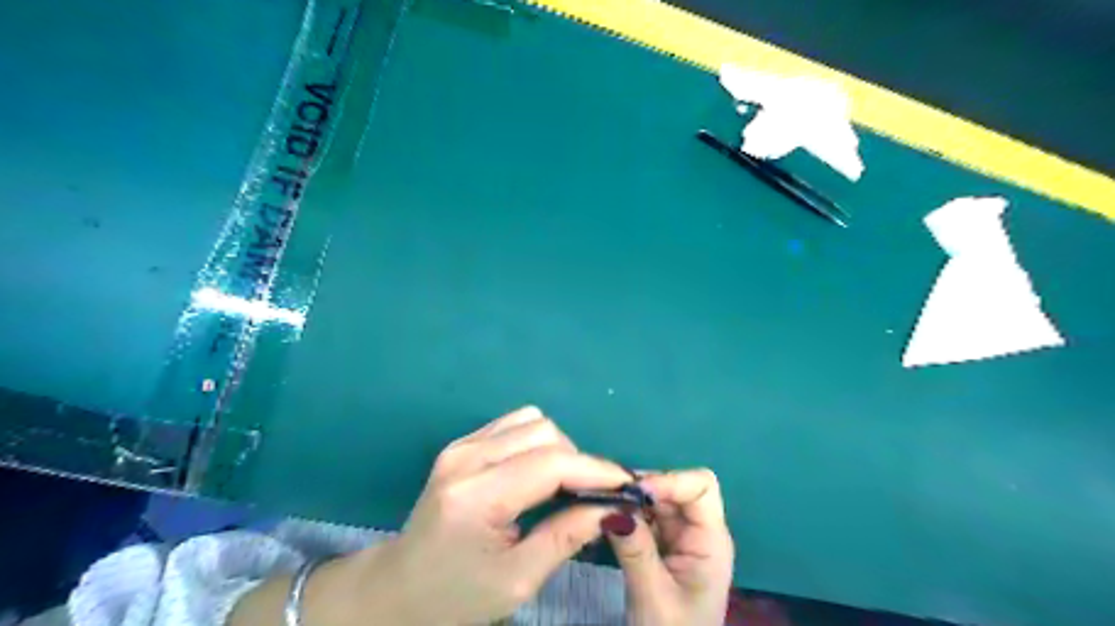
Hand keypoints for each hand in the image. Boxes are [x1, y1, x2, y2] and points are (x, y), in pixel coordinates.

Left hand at [347, 406, 635, 624]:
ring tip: (560, 486)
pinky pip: (514, 425)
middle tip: (589, 495)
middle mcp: (466, 458)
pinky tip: (535, 473)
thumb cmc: (455, 597)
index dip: (595, 469)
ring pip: (532, 421)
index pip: (550, 464)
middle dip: (577, 460)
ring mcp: (461, 445)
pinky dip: (537, 443)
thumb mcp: (516, 580)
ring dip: (558, 448)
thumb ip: (566, 536)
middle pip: (544, 432)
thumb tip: (614, 508)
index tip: (627, 484)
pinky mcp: (461, 443)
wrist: (397, 589)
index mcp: (476, 497)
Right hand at [607, 469, 739, 625]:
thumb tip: (610, 508)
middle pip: (675, 487)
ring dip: (630, 499)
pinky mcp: (661, 545)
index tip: (633, 492)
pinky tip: (606, 519)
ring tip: (601, 504)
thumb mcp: (654, 596)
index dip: (669, 481)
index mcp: (711, 540)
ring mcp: (679, 537)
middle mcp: (698, 530)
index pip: (700, 487)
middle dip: (642, 487)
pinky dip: (625, 513)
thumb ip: (635, 550)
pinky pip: (644, 516)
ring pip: (656, 500)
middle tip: (606, 495)